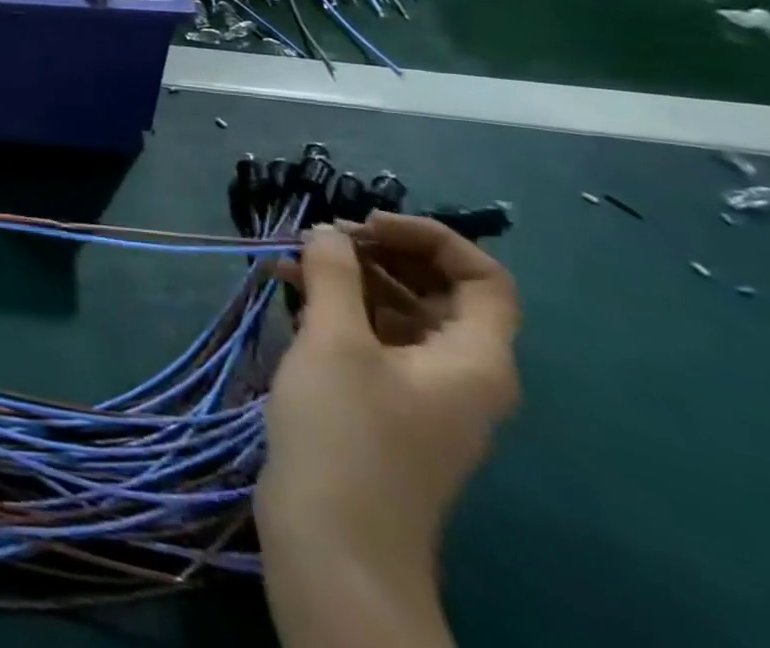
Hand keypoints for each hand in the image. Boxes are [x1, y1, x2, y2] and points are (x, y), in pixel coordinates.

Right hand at [256, 214, 519, 632]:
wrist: (335, 544)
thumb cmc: (347, 433)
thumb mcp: (335, 340)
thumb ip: (334, 273)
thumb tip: (329, 232)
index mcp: (474, 359)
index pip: (483, 278)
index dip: (430, 237)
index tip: (366, 225)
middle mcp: (458, 373)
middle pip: (436, 290)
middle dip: (379, 252)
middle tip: (322, 236)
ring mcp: (418, 392)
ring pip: (395, 311)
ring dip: (347, 277)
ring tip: (290, 258)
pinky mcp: (380, 405)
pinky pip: (369, 337)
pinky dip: (334, 307)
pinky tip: (286, 288)